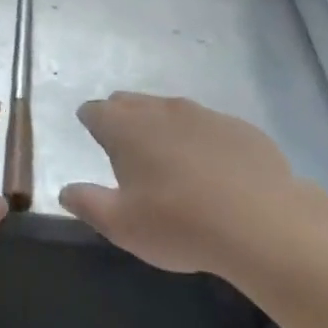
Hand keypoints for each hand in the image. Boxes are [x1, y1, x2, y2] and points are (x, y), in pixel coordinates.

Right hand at [60, 92, 327, 276]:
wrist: (262, 222)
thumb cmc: (179, 224)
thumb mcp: (122, 226)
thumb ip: (88, 203)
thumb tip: (66, 190)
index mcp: (125, 127)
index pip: (95, 110)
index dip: (91, 121)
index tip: (92, 136)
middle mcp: (160, 110)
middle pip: (130, 102)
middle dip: (123, 118)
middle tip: (126, 148)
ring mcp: (202, 114)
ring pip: (171, 110)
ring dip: (163, 127)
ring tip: (169, 158)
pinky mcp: (238, 126)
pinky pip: (209, 126)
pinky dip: (202, 140)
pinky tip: (213, 169)